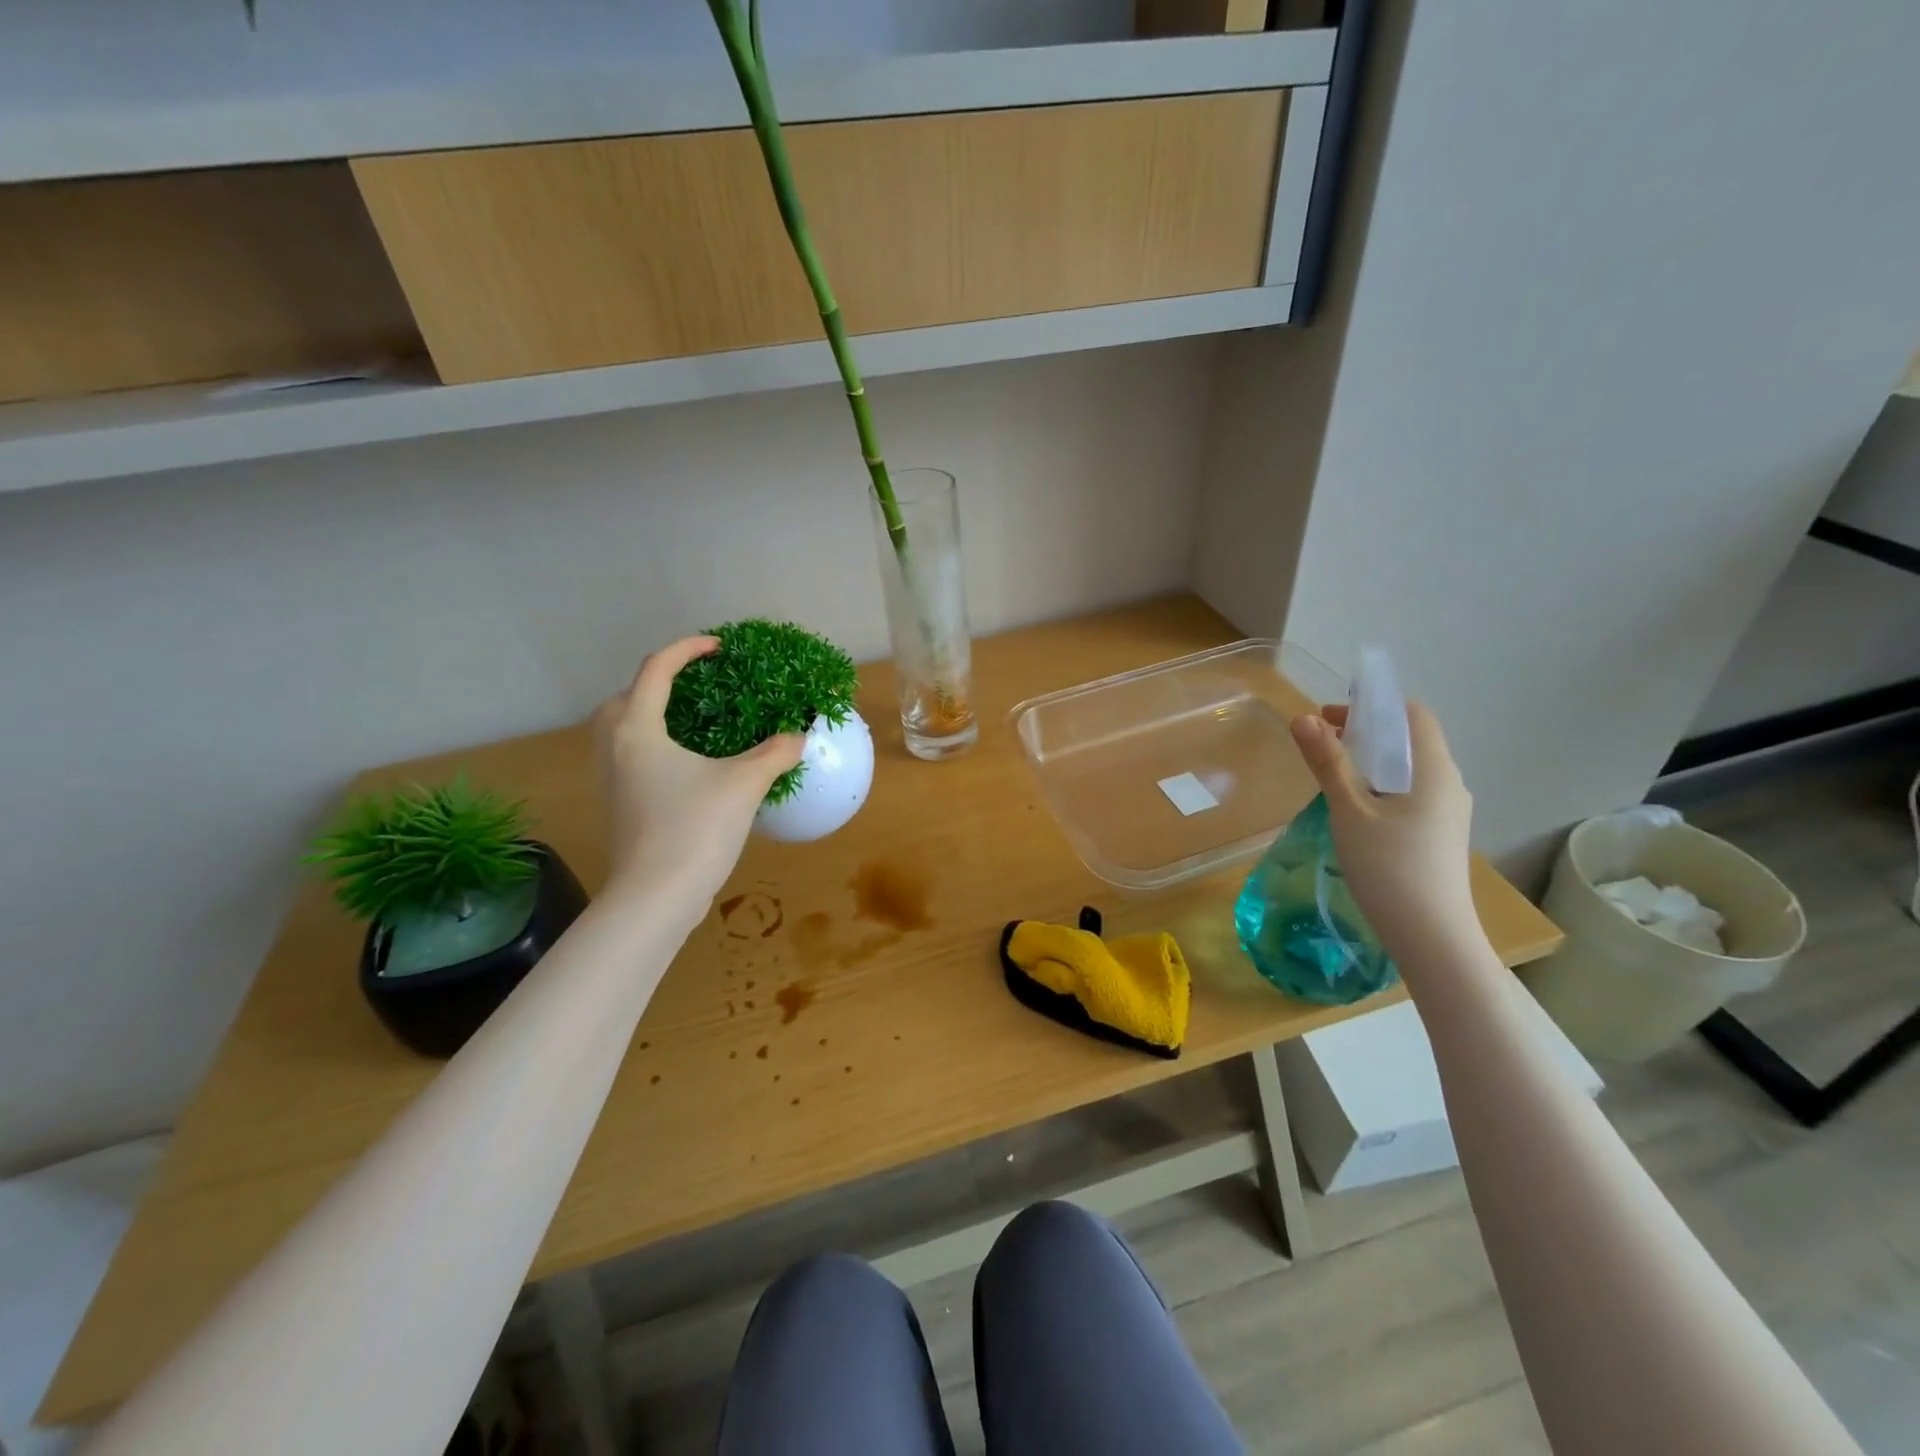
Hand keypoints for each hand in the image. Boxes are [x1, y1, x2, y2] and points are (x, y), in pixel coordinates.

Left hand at [594, 637, 804, 915]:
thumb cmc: (695, 829)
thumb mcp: (744, 784)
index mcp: (639, 729)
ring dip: (651, 715)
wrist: (654, 898)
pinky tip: (686, 766)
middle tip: (698, 688)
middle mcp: (615, 747)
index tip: (720, 648)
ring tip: (692, 723)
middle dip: (659, 683)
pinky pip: (630, 757)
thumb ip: (775, 752)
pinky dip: (652, 746)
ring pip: (621, 730)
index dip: (688, 649)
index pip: (657, 669)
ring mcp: (611, 779)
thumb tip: (798, 735)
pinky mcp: (618, 805)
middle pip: (626, 697)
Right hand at [1290, 701, 1480, 968]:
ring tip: (1332, 773)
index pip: (1412, 715)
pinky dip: (1381, 785)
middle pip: (1410, 740)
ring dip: (1371, 760)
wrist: (1431, 936)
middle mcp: (1449, 784)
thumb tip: (1303, 718)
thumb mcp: (1350, 811)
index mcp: (1434, 770)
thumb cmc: (1389, 867)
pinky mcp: (1440, 835)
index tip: (1331, 717)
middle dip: (1366, 731)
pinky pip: (1410, 793)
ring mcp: (1448, 812)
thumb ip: (1328, 763)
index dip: (1373, 705)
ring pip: (1409, 769)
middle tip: (1321, 741)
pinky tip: (1355, 808)